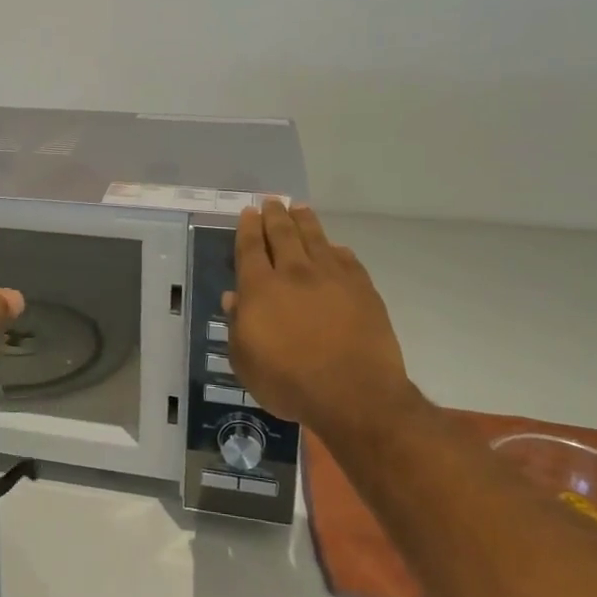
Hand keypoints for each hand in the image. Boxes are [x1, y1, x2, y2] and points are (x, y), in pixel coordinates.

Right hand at [225, 201, 415, 434]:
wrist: (354, 394)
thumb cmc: (289, 382)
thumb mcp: (245, 361)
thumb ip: (237, 326)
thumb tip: (233, 298)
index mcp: (260, 288)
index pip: (251, 247)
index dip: (248, 227)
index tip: (249, 211)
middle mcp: (294, 273)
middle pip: (283, 234)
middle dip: (275, 215)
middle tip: (272, 201)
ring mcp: (332, 278)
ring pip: (316, 238)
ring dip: (305, 221)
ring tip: (300, 208)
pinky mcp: (363, 290)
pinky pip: (346, 260)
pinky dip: (336, 250)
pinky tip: (335, 248)